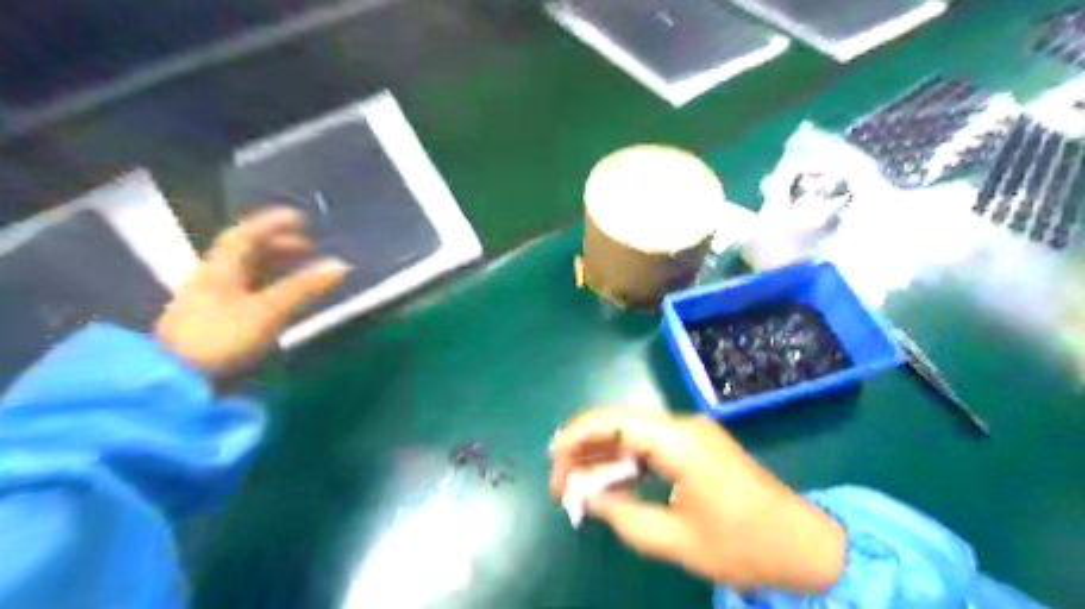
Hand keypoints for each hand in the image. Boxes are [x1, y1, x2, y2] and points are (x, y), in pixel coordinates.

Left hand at [155, 208, 348, 375]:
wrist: (177, 381)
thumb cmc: (222, 337)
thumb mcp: (268, 310)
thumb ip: (304, 287)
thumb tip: (340, 265)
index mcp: (220, 269)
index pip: (245, 236)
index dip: (272, 224)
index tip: (301, 219)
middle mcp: (214, 279)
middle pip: (247, 255)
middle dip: (279, 247)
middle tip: (310, 248)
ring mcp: (213, 303)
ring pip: (248, 276)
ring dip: (277, 268)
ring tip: (304, 270)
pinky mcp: (218, 324)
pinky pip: (249, 294)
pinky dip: (272, 288)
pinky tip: (286, 298)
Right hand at [552, 406, 846, 591]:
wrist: (804, 545)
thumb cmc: (742, 544)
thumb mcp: (674, 540)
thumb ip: (622, 514)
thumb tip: (586, 496)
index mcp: (678, 440)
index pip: (613, 421)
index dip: (576, 436)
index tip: (552, 462)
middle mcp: (682, 425)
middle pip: (618, 423)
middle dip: (584, 449)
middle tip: (560, 483)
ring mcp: (690, 433)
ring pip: (631, 433)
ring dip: (602, 456)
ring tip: (575, 485)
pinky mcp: (695, 446)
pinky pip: (649, 446)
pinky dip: (624, 462)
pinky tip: (608, 481)